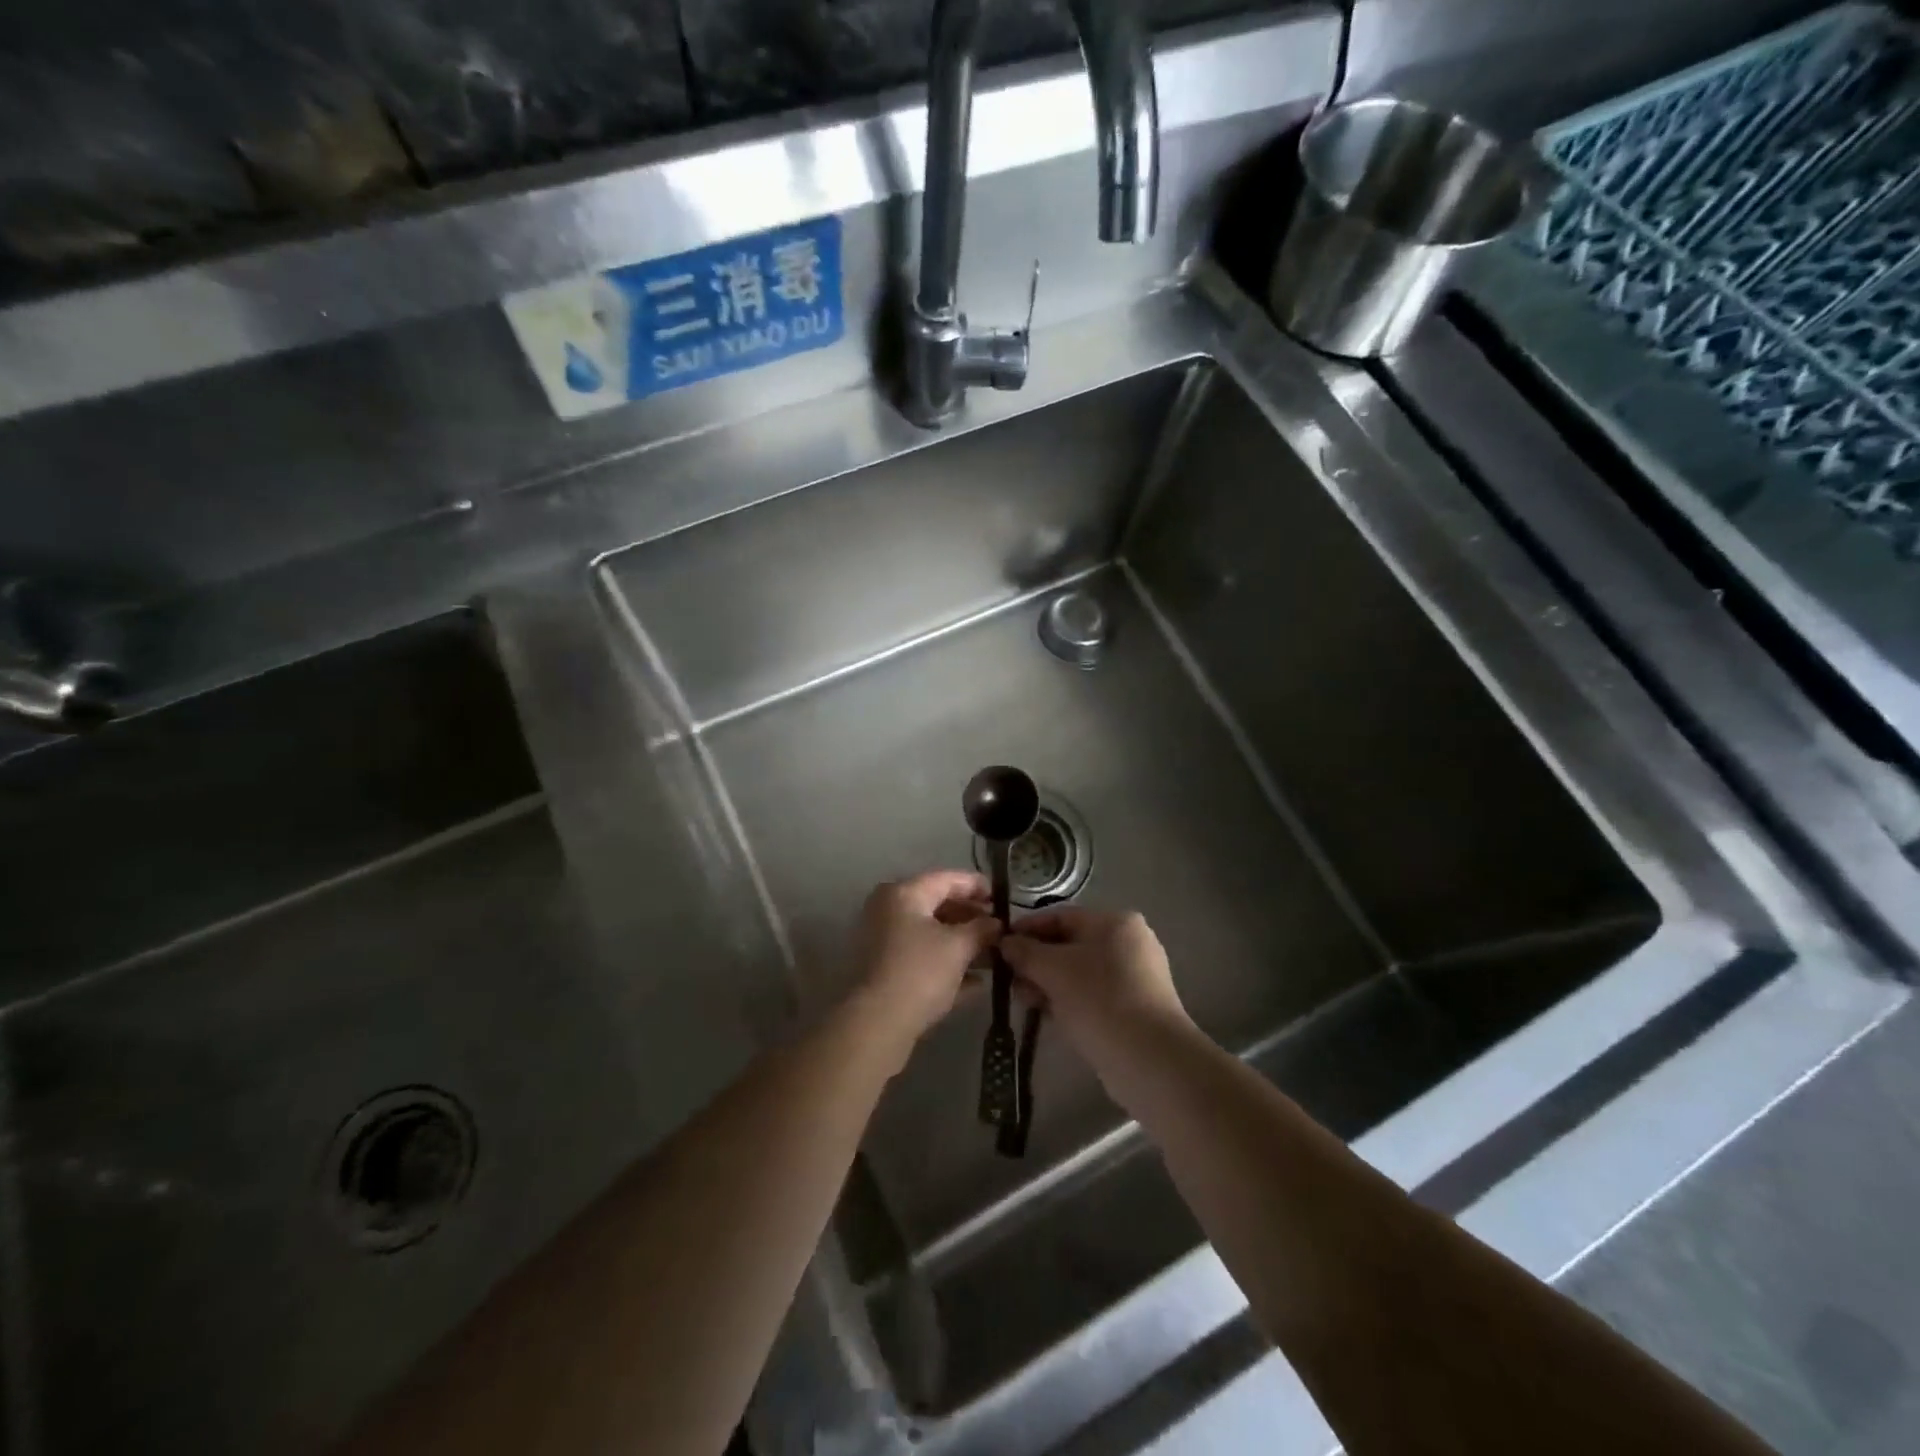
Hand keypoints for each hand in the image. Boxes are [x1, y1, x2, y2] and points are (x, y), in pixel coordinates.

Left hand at [850, 870, 999, 1063]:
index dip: (977, 885)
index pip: (947, 879)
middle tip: (1000, 929)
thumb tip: (997, 924)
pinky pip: (922, 957)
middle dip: (971, 918)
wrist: (878, 1023)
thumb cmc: (920, 971)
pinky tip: (977, 982)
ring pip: (931, 934)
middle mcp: (889, 910)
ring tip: (994, 955)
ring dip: (962, 943)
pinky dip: (947, 964)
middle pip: (938, 906)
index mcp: (904, 894)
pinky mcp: (885, 970)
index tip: (1002, 897)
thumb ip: (982, 929)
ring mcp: (884, 941)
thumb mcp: (959, 946)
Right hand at [1000, 907, 1188, 1067]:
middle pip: (1070, 944)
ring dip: (1048, 983)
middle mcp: (1129, 942)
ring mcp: (1135, 977)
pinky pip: (1092, 995)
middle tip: (1009, 980)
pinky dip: (1068, 1000)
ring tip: (1025, 1001)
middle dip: (1036, 961)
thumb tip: (1005, 943)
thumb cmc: (1100, 1000)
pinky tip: (1047, 1015)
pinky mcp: (1134, 1008)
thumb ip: (1025, 952)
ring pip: (1079, 972)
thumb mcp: (1054, 970)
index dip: (1027, 929)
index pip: (1060, 916)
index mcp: (1115, 922)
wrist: (1151, 1060)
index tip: (999, 946)